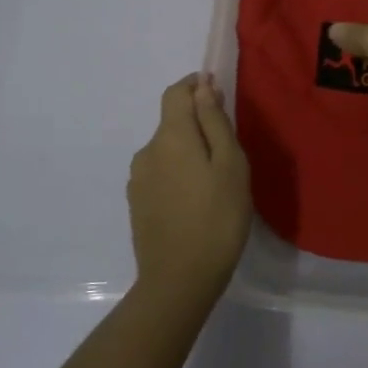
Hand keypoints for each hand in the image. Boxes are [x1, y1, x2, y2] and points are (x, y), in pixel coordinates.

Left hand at [127, 73, 252, 302]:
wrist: (178, 281)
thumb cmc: (216, 218)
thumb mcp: (230, 165)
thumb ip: (215, 122)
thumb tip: (203, 87)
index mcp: (171, 136)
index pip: (175, 93)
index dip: (195, 86)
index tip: (218, 93)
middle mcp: (147, 151)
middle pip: (171, 121)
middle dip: (197, 122)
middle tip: (228, 147)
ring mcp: (138, 179)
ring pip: (166, 149)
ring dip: (187, 150)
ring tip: (214, 178)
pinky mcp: (136, 204)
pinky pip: (160, 173)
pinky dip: (178, 172)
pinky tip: (195, 199)